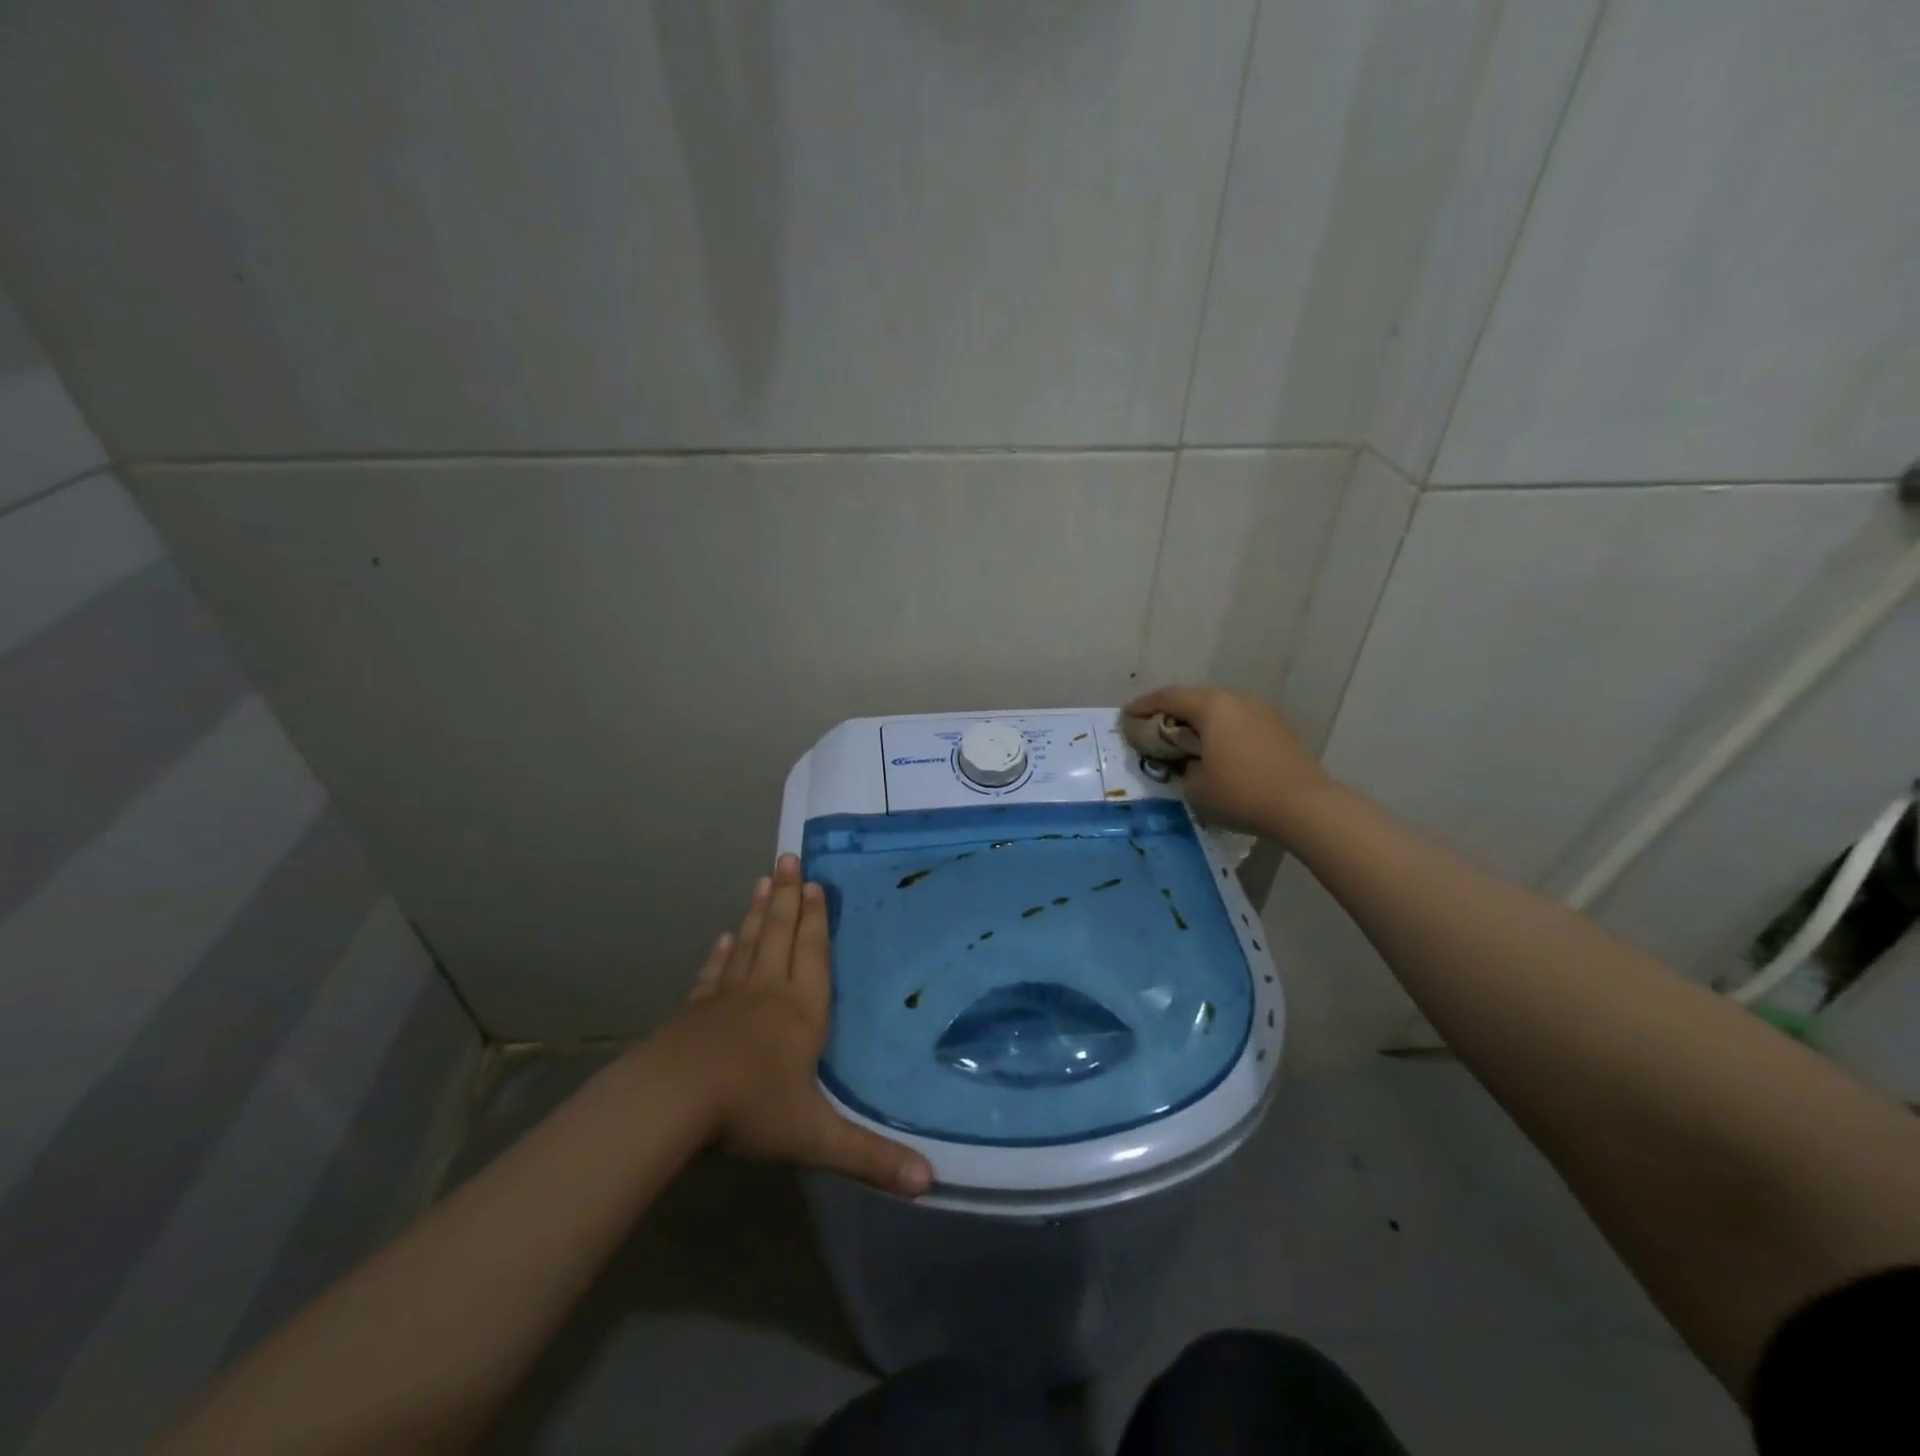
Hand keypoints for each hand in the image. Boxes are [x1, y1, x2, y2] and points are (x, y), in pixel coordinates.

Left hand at [664, 854, 932, 1197]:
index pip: (813, 954)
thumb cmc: (750, 1109)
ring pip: (747, 944)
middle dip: (787, 897)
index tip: (815, 882)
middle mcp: (767, 992)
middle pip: (779, 934)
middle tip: (787, 858)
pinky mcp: (695, 1012)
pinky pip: (714, 973)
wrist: (672, 1102)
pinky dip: (721, 953)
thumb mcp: (815, 1137)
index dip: (816, 919)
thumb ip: (870, 1156)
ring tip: (762, 880)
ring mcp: (726, 998)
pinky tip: (723, 938)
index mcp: (800, 1011)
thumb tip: (928, 1182)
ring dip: (757, 912)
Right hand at [1125, 686, 1331, 834]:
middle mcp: (1237, 700)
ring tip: (1187, 740)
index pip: (1168, 698)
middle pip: (1196, 698)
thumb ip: (1184, 767)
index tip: (1127, 714)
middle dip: (1172, 711)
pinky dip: (1223, 731)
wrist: (1305, 806)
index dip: (1144, 705)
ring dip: (1200, 721)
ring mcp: (1263, 712)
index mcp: (1212, 707)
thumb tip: (1193, 762)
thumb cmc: (1241, 794)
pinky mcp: (1280, 728)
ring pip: (1221, 709)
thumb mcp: (1195, 787)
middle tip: (1155, 727)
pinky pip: (1240, 722)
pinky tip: (1220, 750)